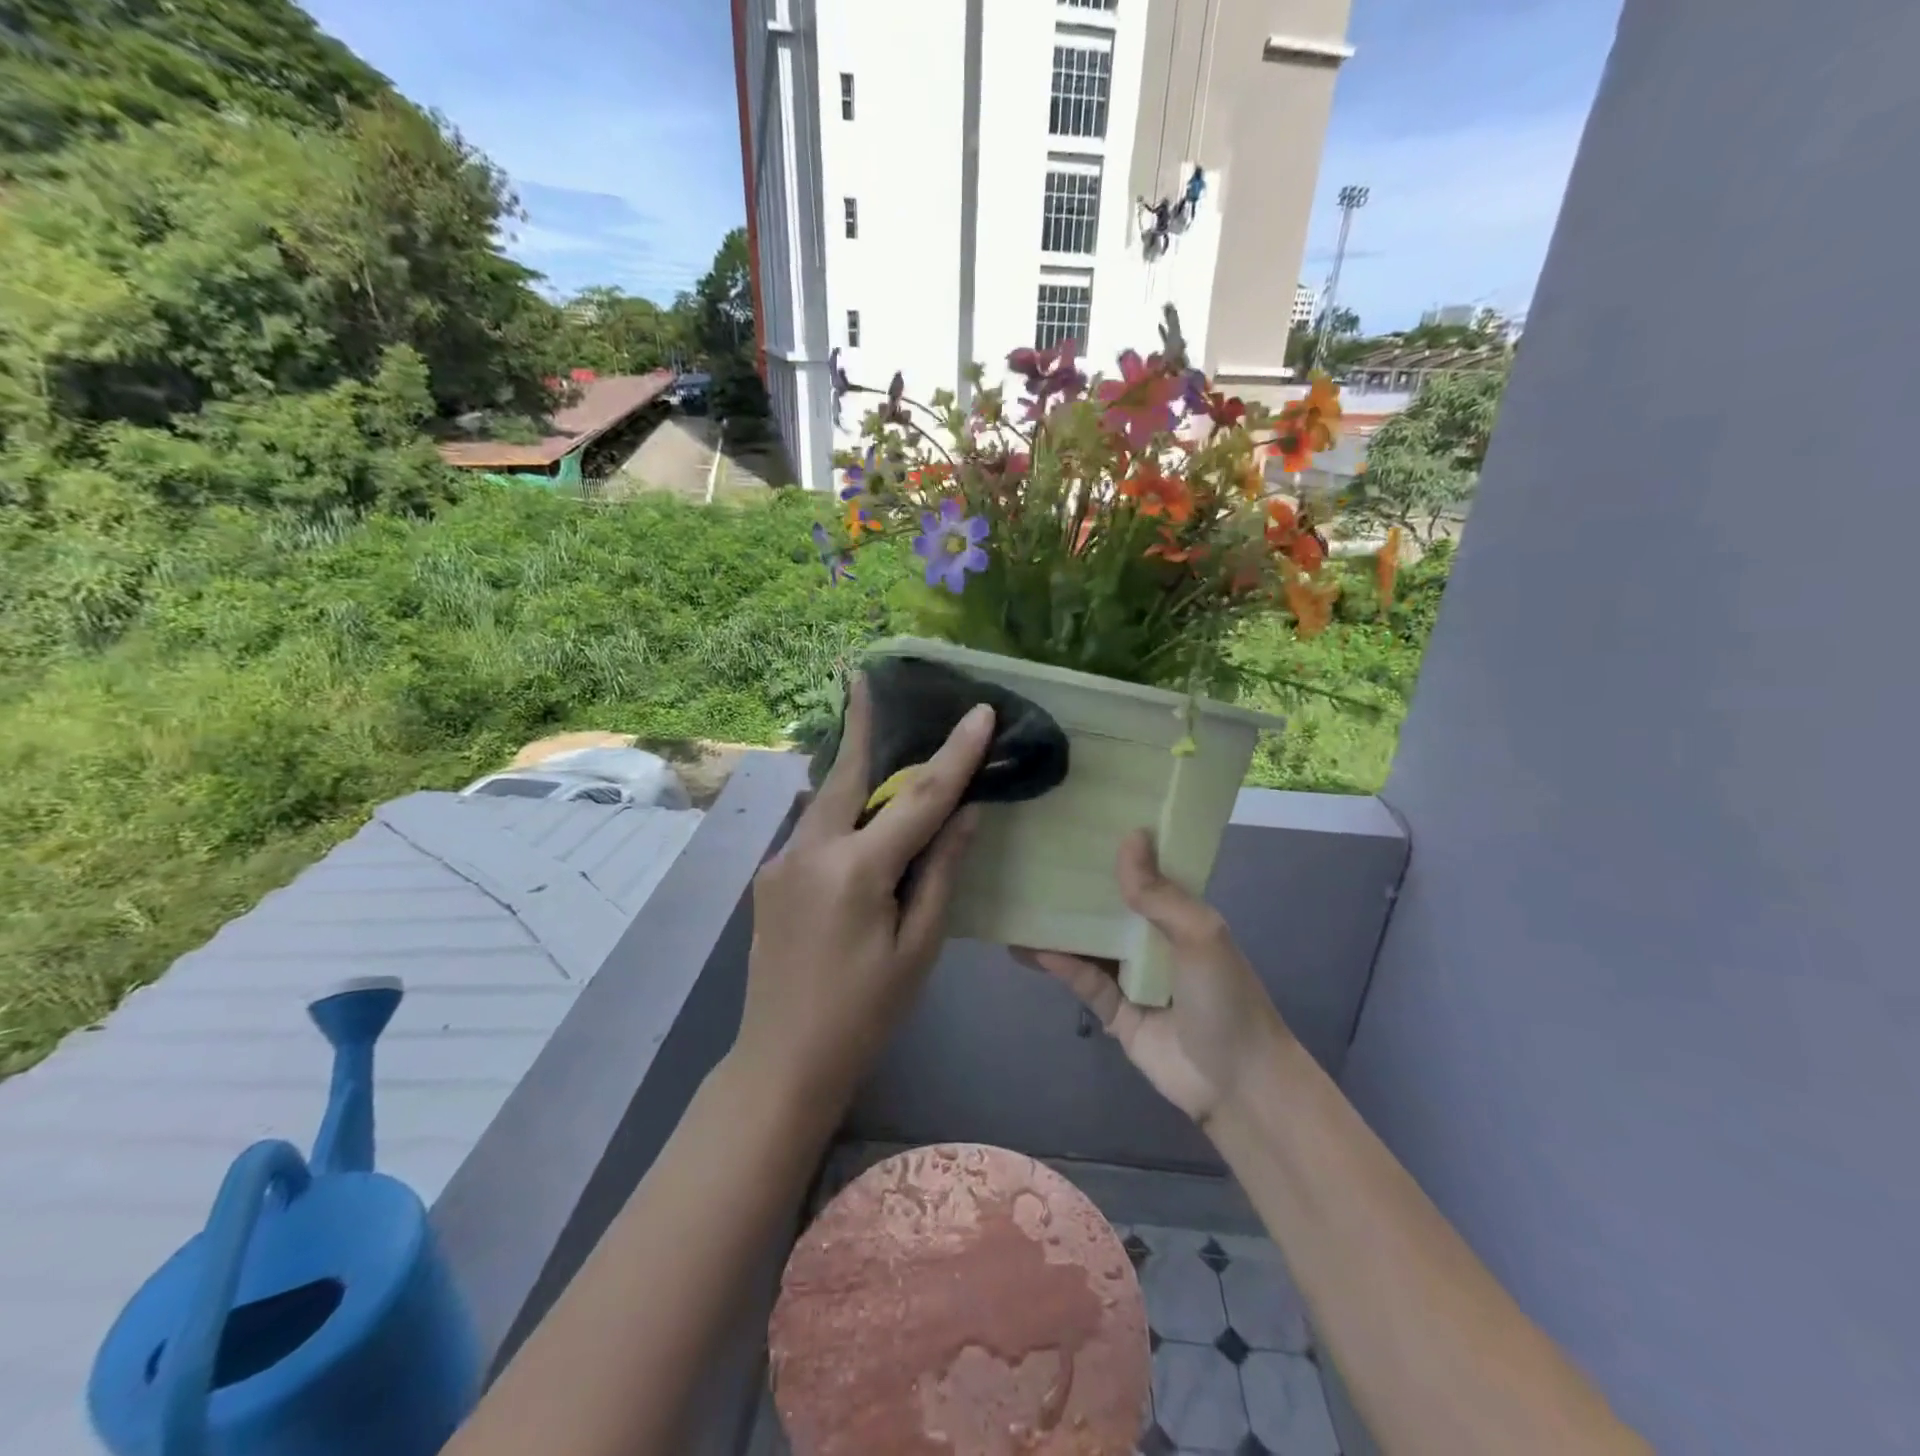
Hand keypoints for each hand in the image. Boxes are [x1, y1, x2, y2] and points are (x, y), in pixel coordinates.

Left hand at [735, 674, 993, 1108]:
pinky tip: (857, 813)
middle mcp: (810, 851)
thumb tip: (966, 814)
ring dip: (853, 768)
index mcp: (855, 871)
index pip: (920, 798)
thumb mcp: (918, 948)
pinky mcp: (770, 875)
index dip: (955, 753)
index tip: (979, 711)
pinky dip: (841, 810)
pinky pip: (814, 829)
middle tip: (865, 677)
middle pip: (849, 775)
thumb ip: (941, 872)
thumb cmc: (865, 1012)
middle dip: (863, 724)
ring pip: (826, 800)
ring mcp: (781, 861)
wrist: (781, 1060)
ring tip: (872, 731)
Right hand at [1019, 831, 1290, 1128]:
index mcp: (1179, 916)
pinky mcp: (1115, 1011)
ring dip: (1058, 927)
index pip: (1144, 875)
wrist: (1238, 1083)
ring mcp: (1132, 977)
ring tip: (1017, 903)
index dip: (1117, 851)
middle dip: (1076, 888)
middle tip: (1032, 859)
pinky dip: (1060, 965)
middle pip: (1108, 908)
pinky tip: (1029, 948)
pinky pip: (1083, 981)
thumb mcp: (1199, 934)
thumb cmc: (1225, 997)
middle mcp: (1152, 941)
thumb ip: (1159, 893)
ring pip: (1089, 944)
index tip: (1079, 824)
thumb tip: (1130, 835)